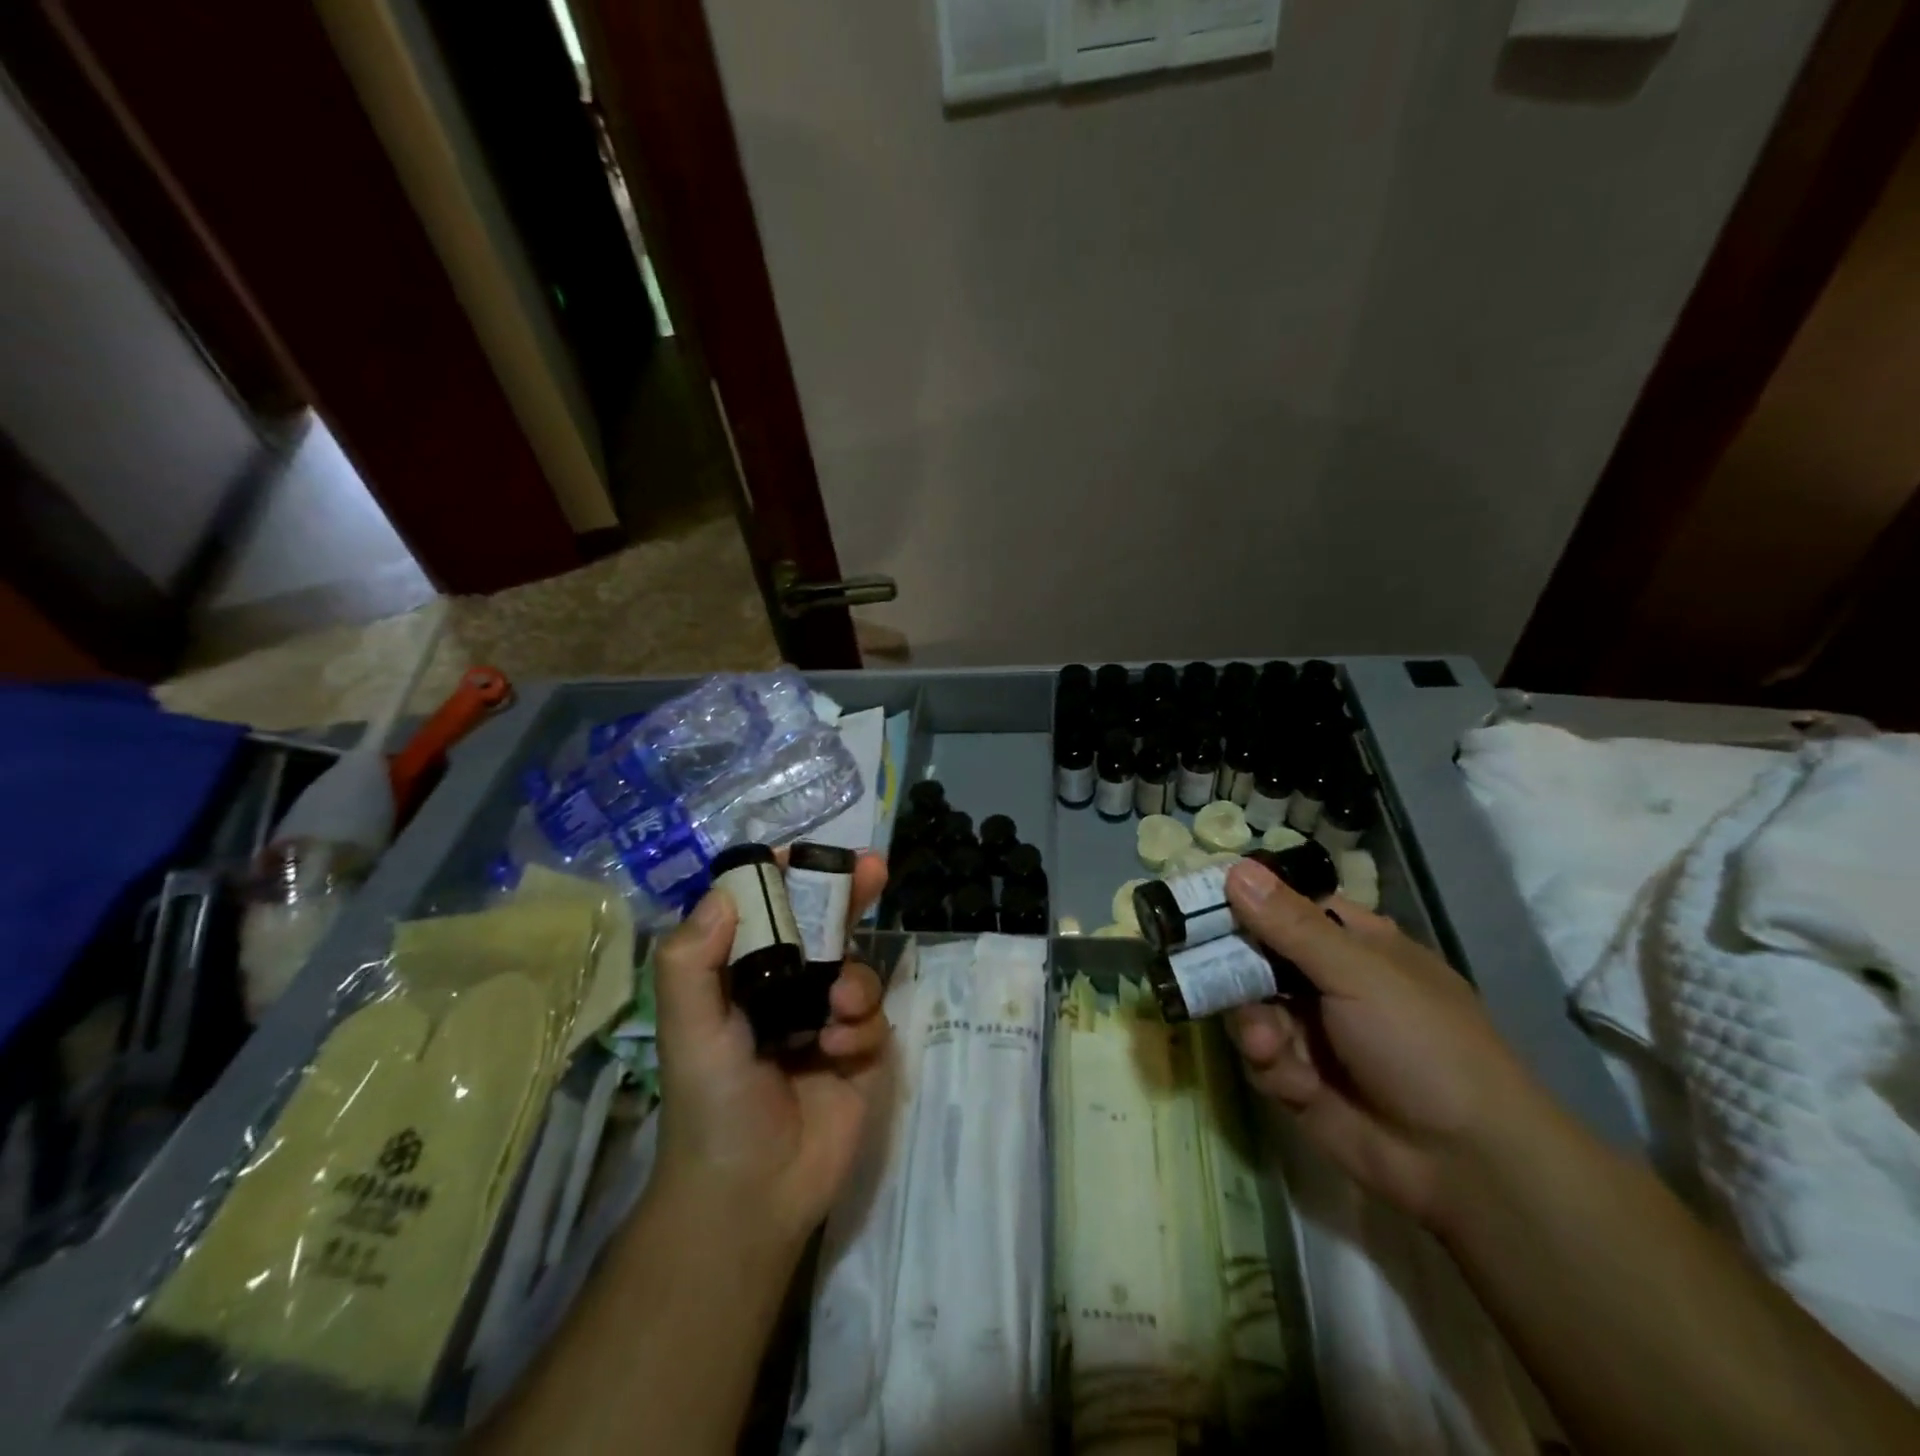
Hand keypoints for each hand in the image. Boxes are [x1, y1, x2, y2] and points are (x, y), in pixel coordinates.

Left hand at [652, 853, 890, 1245]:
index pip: (763, 913)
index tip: (805, 855)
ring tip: (839, 1010)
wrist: (753, 1195)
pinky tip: (842, 1048)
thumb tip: (723, 892)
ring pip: (855, 968)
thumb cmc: (712, 1104)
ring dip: (854, 980)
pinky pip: (874, 1014)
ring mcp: (824, 1020)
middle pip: (822, 928)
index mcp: (740, 979)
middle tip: (873, 868)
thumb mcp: (689, 1030)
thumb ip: (692, 961)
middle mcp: (784, 991)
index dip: (783, 880)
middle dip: (848, 896)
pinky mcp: (859, 1051)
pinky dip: (863, 1023)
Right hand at [1222, 856, 1539, 1227]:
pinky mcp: (1297, 1078)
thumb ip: (1290, 925)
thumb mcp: (1358, 973)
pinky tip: (1289, 1076)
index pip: (1286, 905)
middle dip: (1232, 966)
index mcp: (1353, 944)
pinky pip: (1260, 1054)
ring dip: (1252, 1021)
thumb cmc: (1422, 1043)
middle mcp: (1327, 981)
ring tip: (1268, 1043)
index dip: (1244, 899)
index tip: (1197, 899)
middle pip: (1255, 955)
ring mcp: (1311, 1031)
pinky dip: (1268, 1062)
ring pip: (1249, 1005)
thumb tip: (1235, 868)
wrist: (1466, 1163)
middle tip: (1198, 964)